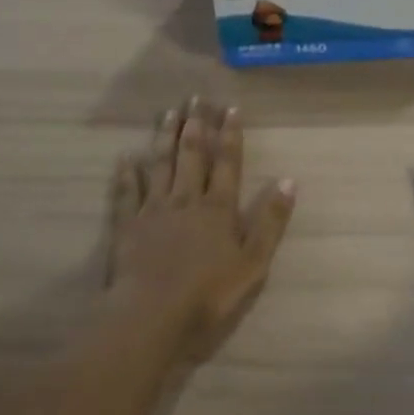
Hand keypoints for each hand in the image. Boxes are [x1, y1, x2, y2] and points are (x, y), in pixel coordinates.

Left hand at [108, 98, 296, 362]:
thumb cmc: (208, 294)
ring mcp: (153, 211)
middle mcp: (186, 200)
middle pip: (192, 156)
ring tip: (168, 113)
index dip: (230, 135)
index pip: (227, 163)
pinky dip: (126, 174)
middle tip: (195, 98)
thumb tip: (288, 180)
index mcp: (218, 209)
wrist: (151, 316)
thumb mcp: (254, 263)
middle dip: (196, 126)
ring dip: (165, 138)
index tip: (230, 108)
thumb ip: (271, 221)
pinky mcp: (127, 227)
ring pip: (160, 166)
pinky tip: (125, 157)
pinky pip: (126, 193)